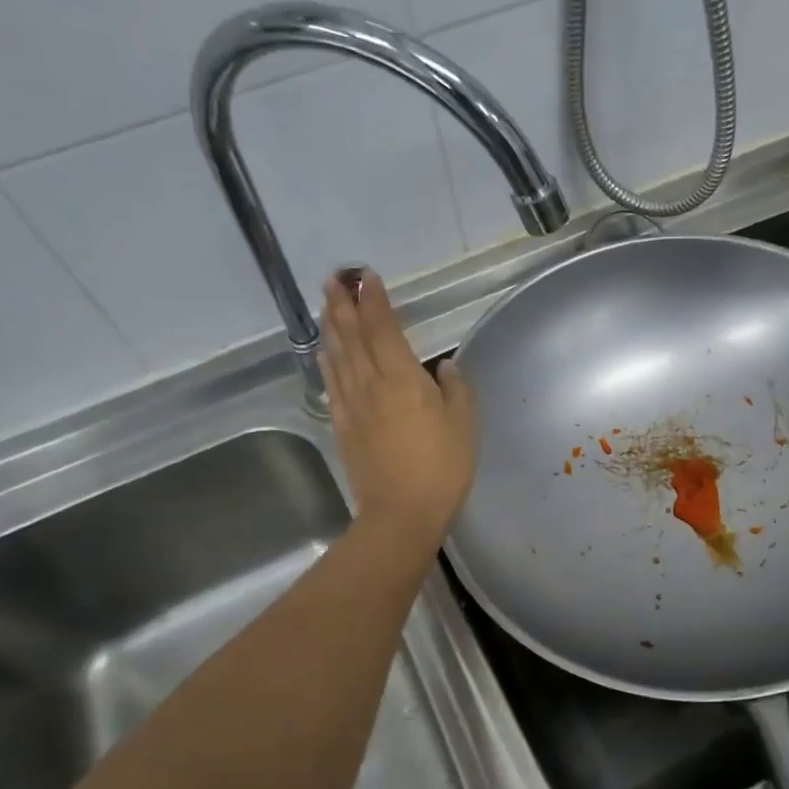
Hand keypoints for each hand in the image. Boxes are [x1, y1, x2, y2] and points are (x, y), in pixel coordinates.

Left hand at [320, 271, 476, 545]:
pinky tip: (325, 351)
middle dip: (342, 304)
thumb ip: (455, 388)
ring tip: (326, 303)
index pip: (383, 327)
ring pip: (337, 355)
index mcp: (402, 378)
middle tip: (334, 278)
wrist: (401, 512)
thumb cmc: (442, 466)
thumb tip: (443, 366)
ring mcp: (351, 404)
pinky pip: (331, 383)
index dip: (374, 300)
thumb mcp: (464, 424)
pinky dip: (327, 361)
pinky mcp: (341, 426)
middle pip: (351, 335)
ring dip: (330, 325)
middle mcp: (370, 383)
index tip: (368, 276)